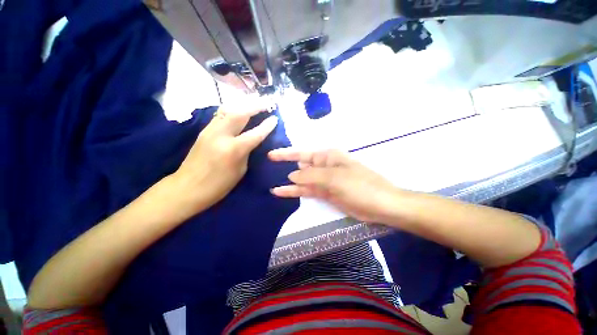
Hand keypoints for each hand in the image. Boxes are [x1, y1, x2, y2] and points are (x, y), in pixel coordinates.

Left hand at [174, 99, 278, 212]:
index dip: (267, 125)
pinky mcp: (203, 131)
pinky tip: (238, 111)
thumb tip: (252, 140)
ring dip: (243, 105)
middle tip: (266, 103)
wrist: (187, 188)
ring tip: (254, 104)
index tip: (275, 118)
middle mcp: (221, 135)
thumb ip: (247, 152)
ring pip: (228, 110)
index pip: (255, 133)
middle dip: (255, 106)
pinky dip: (232, 110)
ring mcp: (210, 131)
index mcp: (234, 149)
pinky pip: (220, 115)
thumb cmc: (219, 185)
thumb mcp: (240, 170)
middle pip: (240, 113)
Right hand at [268, 148, 401, 224]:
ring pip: (302, 181)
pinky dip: (296, 192)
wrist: (380, 205)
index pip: (302, 153)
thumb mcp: (334, 178)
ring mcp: (324, 181)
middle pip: (301, 166)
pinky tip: (283, 193)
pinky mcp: (325, 193)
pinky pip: (307, 191)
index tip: (271, 155)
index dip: (286, 154)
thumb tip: (291, 175)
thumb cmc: (360, 186)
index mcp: (327, 157)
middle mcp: (324, 166)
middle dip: (285, 168)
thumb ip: (311, 175)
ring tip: (271, 186)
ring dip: (289, 184)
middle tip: (267, 171)